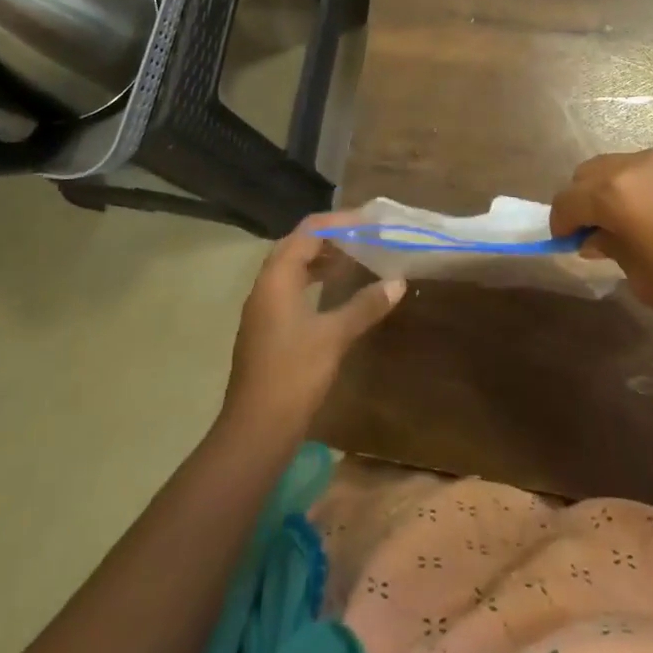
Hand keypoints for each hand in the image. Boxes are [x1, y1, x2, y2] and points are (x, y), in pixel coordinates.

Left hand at [223, 216, 405, 436]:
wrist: (256, 431)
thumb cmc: (294, 375)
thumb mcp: (334, 337)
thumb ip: (365, 306)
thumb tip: (397, 282)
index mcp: (277, 277)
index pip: (308, 231)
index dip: (339, 222)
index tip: (369, 221)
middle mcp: (265, 285)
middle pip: (296, 245)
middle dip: (329, 237)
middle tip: (362, 236)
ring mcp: (262, 309)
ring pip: (292, 268)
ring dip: (320, 259)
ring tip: (354, 258)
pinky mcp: (265, 329)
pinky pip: (290, 289)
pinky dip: (312, 281)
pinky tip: (334, 293)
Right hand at [550, 146, 652, 347]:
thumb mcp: (643, 280)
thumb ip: (611, 248)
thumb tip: (597, 235)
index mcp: (617, 194)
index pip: (568, 199)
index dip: (561, 221)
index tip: (567, 240)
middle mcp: (639, 163)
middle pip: (591, 171)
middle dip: (586, 198)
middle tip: (600, 229)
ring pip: (626, 164)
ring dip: (620, 187)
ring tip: (644, 220)